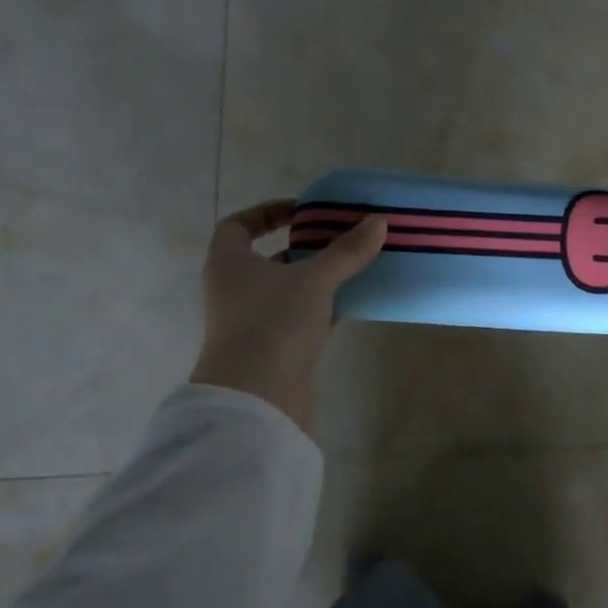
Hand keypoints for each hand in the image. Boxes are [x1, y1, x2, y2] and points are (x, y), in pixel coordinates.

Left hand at [190, 200, 386, 434]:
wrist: (257, 396)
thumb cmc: (274, 323)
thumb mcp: (315, 280)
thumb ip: (347, 251)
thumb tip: (379, 221)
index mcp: (228, 263)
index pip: (238, 225)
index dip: (267, 213)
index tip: (303, 211)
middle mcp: (232, 289)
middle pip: (264, 259)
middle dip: (300, 249)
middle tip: (337, 240)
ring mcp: (249, 322)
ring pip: (283, 291)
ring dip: (313, 280)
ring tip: (351, 270)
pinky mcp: (270, 349)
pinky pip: (295, 319)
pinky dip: (319, 309)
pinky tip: (349, 306)